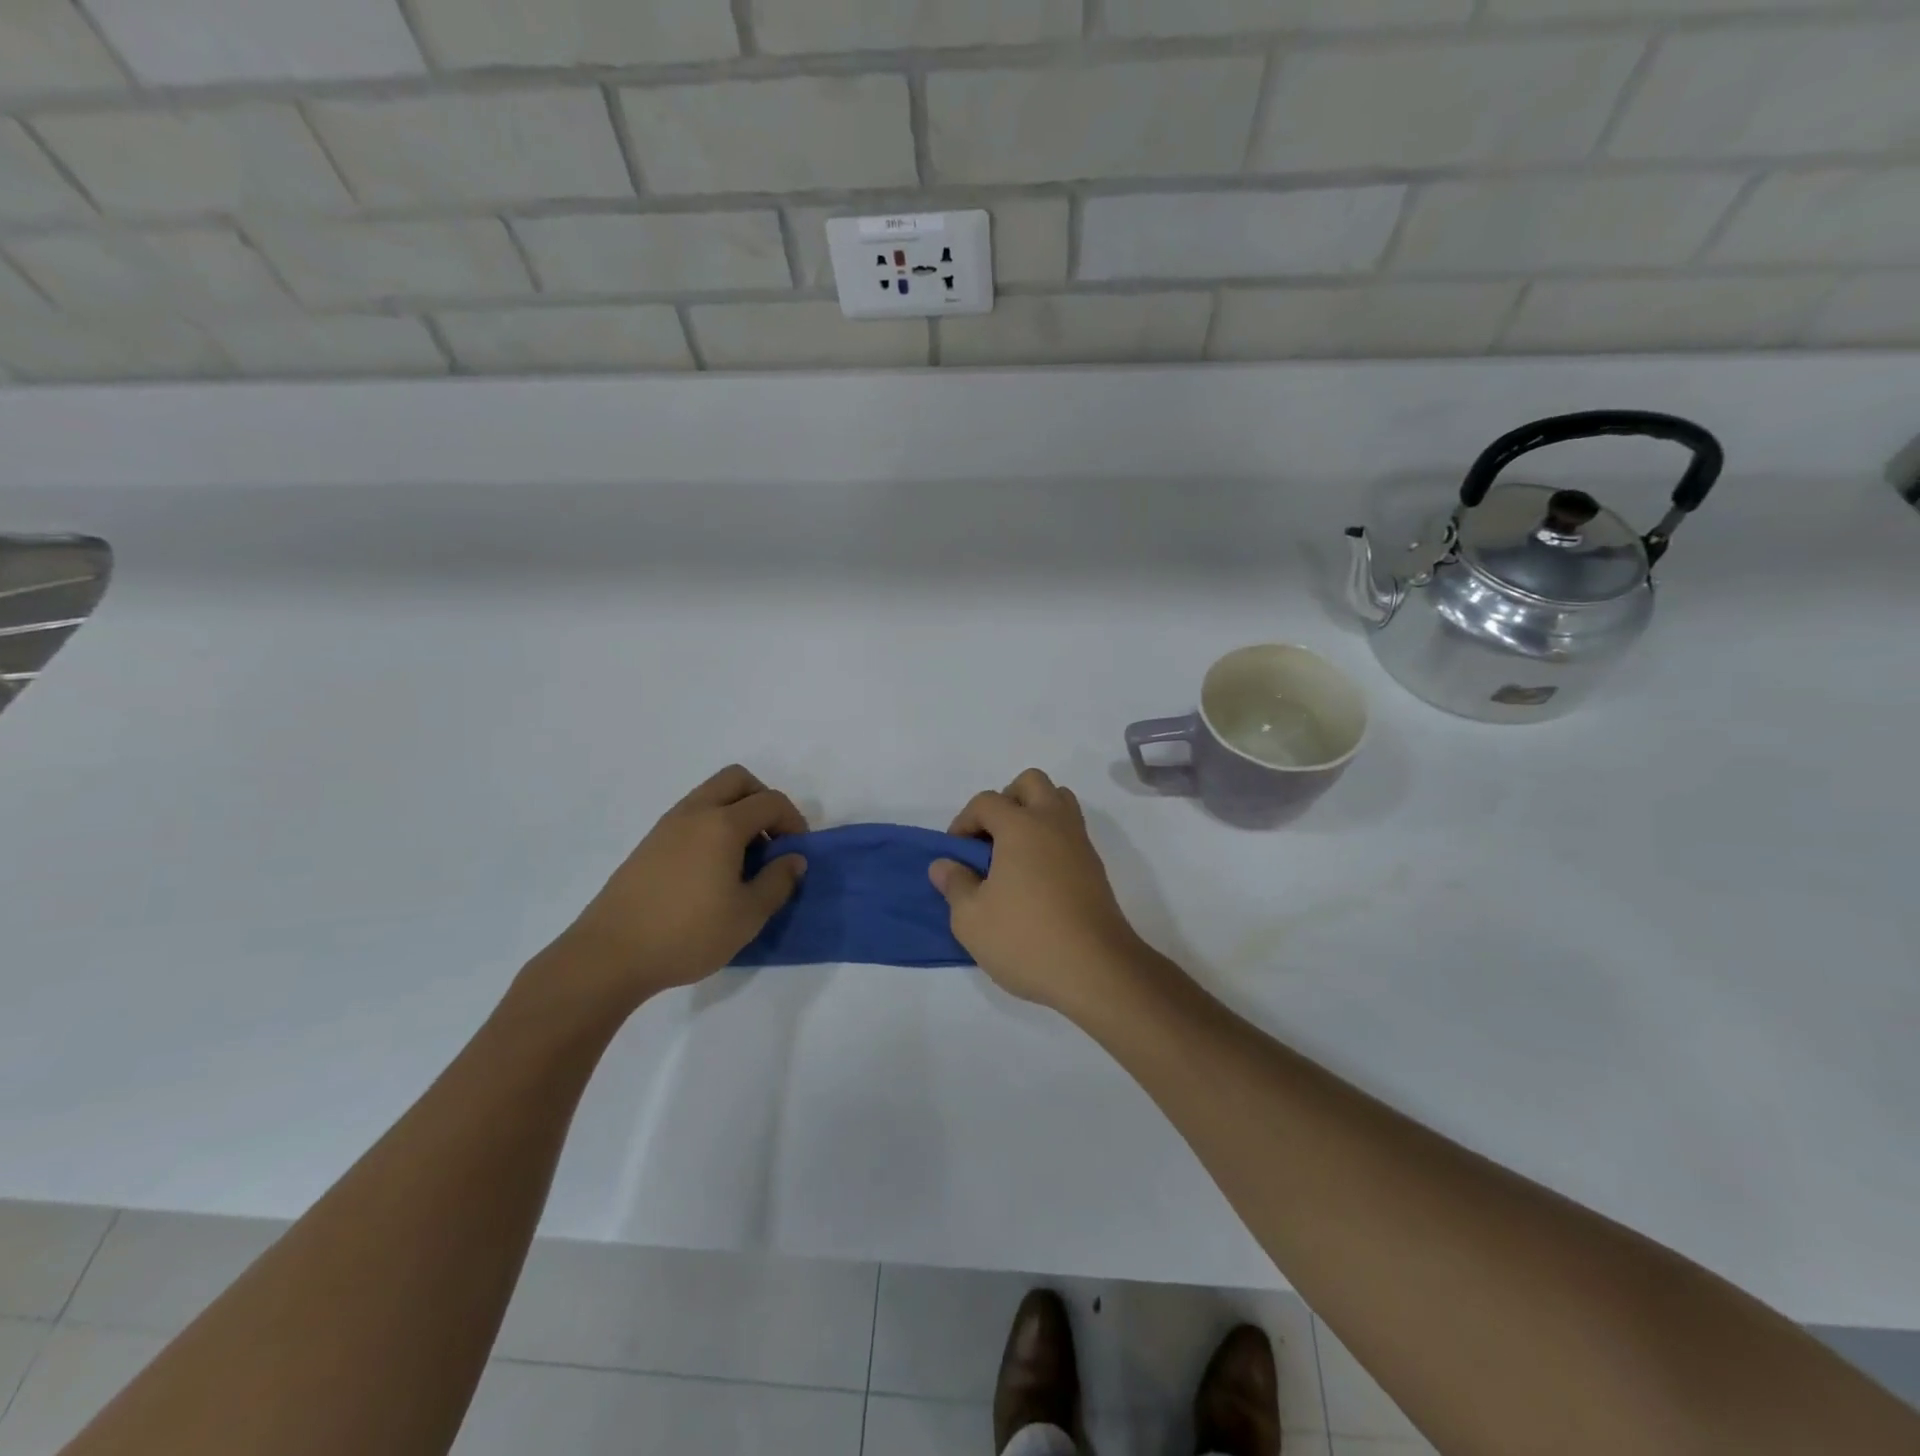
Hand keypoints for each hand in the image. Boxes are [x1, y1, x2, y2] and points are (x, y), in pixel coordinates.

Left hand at [546, 765, 807, 1010]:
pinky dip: (712, 826)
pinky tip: (712, 870)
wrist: (610, 956)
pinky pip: (691, 816)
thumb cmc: (687, 934)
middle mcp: (694, 813)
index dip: (794, 821)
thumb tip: (793, 859)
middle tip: (772, 839)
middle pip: (737, 780)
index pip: (770, 802)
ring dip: (736, 812)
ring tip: (743, 858)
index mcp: (722, 825)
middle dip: (763, 800)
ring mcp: (666, 826)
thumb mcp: (747, 916)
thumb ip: (777, 882)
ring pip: (710, 795)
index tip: (797, 852)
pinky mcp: (648, 845)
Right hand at [929, 769, 1148, 1015]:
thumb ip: (955, 884)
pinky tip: (1036, 879)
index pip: (986, 801)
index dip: (963, 822)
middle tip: (991, 840)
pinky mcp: (1095, 867)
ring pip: (1058, 802)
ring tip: (1014, 855)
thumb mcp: (971, 918)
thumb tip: (944, 865)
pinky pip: (1070, 832)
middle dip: (1006, 801)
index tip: (956, 856)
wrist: (1096, 970)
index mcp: (1021, 826)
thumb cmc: (1026, 939)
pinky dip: (1051, 840)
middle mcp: (1053, 823)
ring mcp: (1079, 843)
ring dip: (1034, 815)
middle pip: (1031, 783)